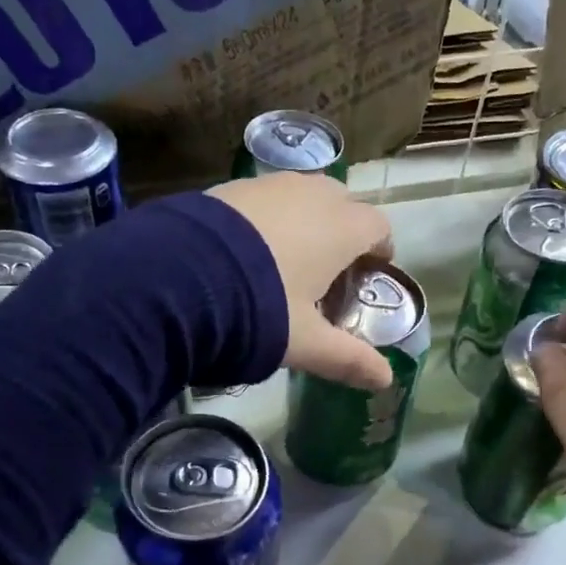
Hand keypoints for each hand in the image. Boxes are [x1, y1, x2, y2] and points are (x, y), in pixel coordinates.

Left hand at [206, 175, 394, 390]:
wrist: (179, 277)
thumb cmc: (260, 308)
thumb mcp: (306, 342)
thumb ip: (348, 358)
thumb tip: (386, 380)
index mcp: (342, 228)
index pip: (378, 226)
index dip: (380, 250)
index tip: (369, 273)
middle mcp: (311, 195)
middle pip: (344, 203)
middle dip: (345, 231)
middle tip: (329, 270)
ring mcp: (269, 185)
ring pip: (303, 195)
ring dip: (307, 220)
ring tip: (287, 260)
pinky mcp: (231, 186)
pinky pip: (266, 197)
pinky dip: (270, 217)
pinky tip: (248, 249)